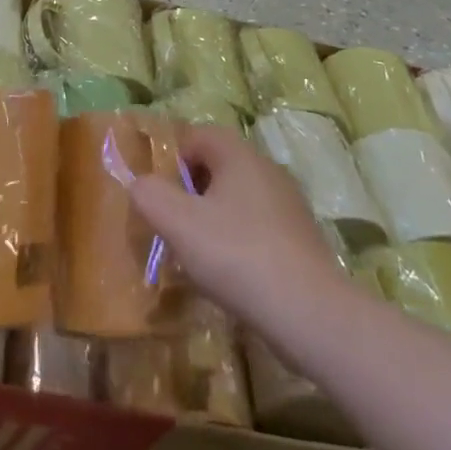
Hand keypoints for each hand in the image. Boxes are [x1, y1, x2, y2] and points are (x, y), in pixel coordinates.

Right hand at [129, 125, 350, 337]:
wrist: (310, 314)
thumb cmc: (236, 254)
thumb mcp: (177, 222)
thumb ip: (149, 194)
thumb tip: (140, 184)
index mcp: (239, 155)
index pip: (197, 135)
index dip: (171, 157)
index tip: (157, 192)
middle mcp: (267, 170)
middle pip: (217, 166)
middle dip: (189, 189)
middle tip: (171, 222)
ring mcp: (289, 205)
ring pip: (237, 199)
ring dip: (212, 217)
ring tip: (195, 252)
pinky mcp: (301, 240)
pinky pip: (257, 227)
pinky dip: (237, 241)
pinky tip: (228, 274)